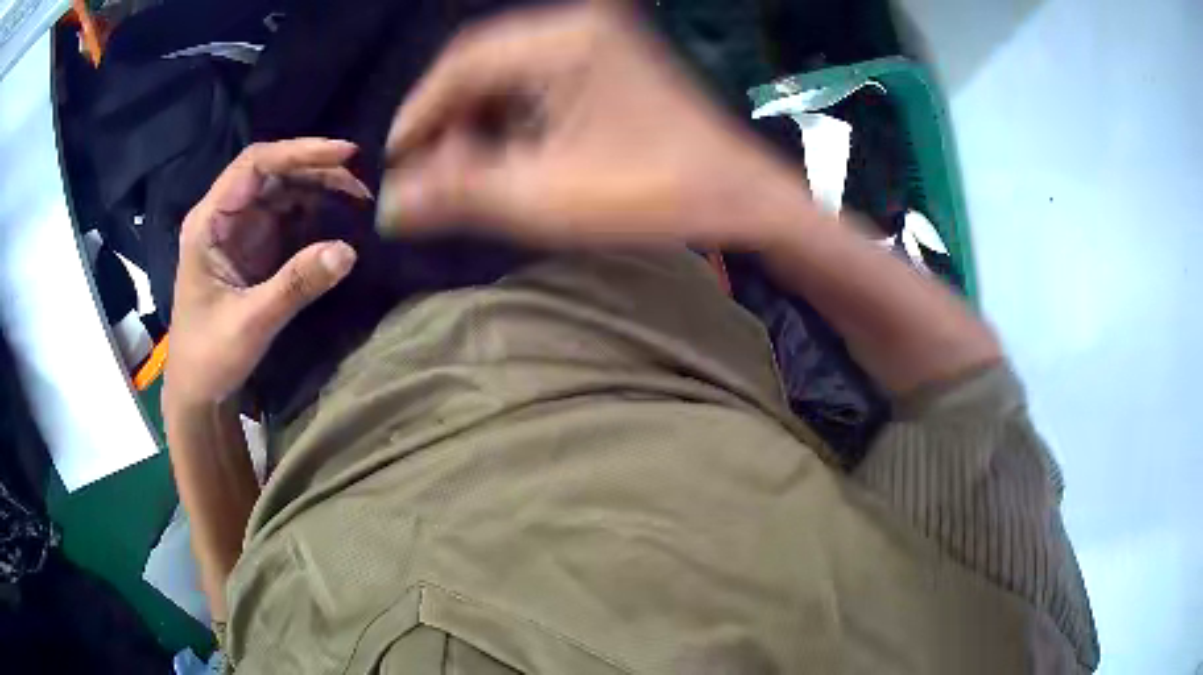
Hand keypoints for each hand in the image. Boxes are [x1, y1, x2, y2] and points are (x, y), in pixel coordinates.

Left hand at [164, 139, 370, 410]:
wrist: (197, 390)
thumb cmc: (209, 356)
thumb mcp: (250, 323)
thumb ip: (295, 285)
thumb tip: (348, 250)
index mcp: (210, 221)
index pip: (254, 164)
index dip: (299, 152)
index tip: (345, 155)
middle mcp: (224, 216)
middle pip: (273, 172)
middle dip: (317, 170)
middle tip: (362, 183)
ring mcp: (240, 231)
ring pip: (283, 191)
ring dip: (320, 189)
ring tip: (359, 197)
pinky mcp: (254, 248)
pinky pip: (288, 216)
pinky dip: (315, 212)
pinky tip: (339, 218)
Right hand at [378, 3, 812, 247]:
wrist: (739, 195)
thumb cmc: (654, 197)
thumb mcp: (546, 199)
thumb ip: (459, 195)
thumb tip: (391, 206)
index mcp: (566, 41)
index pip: (463, 63)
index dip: (419, 112)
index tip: (395, 159)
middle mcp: (580, 25)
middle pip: (483, 58)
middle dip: (447, 113)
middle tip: (428, 165)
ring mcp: (600, 37)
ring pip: (508, 65)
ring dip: (477, 111)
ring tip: (463, 161)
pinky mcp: (610, 56)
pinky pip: (539, 72)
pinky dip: (511, 107)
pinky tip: (505, 143)